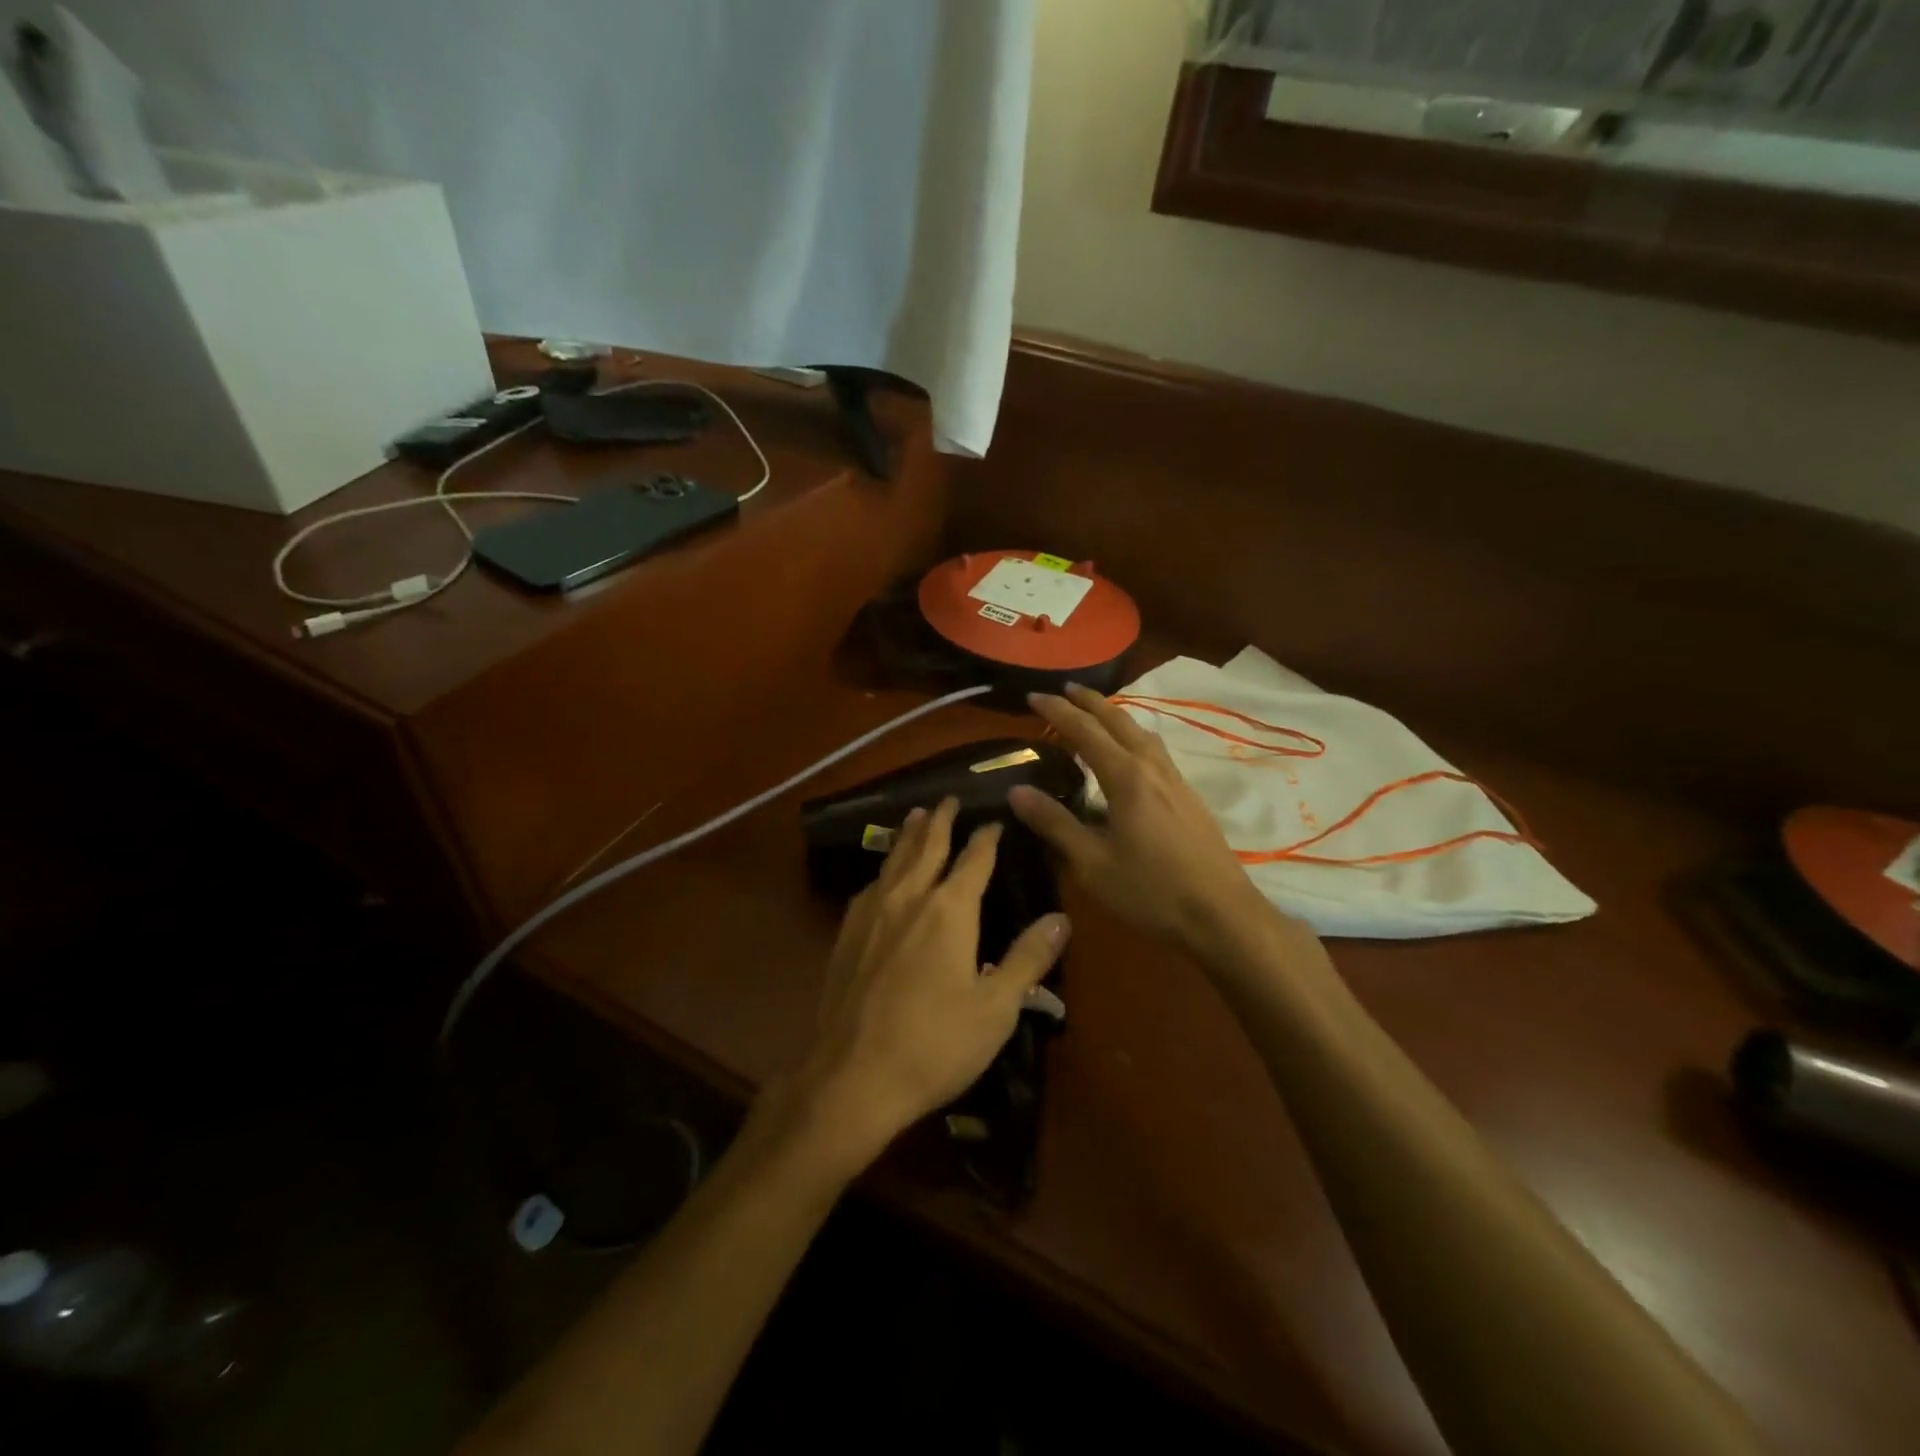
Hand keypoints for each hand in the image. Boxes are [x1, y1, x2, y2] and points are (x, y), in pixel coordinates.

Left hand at [790, 797, 1070, 1170]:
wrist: (853, 1076)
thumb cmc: (936, 1044)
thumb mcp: (996, 1008)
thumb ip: (1027, 958)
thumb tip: (1061, 918)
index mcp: (949, 910)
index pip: (974, 860)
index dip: (987, 838)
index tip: (995, 821)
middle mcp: (909, 899)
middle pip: (927, 847)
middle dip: (941, 821)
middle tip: (949, 798)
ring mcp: (872, 914)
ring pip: (894, 860)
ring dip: (909, 836)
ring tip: (916, 816)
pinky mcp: (846, 935)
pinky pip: (870, 886)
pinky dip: (884, 869)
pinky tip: (882, 876)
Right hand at [1010, 684, 1270, 952]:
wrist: (1222, 916)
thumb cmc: (1151, 892)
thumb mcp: (1092, 863)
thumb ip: (1054, 824)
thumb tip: (1016, 791)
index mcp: (1126, 778)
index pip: (1085, 732)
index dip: (1057, 711)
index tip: (1033, 696)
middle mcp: (1153, 769)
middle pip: (1119, 721)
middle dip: (1090, 701)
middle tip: (1065, 689)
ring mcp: (1177, 781)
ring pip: (1143, 734)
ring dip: (1116, 716)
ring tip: (1097, 715)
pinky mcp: (1190, 798)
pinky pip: (1155, 751)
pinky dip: (1134, 738)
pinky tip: (1132, 757)